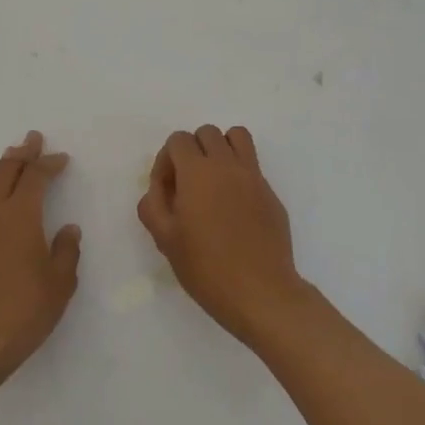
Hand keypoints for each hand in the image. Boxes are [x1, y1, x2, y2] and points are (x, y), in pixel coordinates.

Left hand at [0, 132, 81, 392]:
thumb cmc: (24, 311)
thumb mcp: (60, 283)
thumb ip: (66, 250)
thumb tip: (68, 229)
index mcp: (21, 215)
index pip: (36, 176)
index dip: (49, 163)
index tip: (61, 158)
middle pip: (5, 170)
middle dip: (22, 153)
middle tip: (33, 141)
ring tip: (7, 163)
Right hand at [137, 126, 305, 346]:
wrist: (261, 292)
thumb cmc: (206, 268)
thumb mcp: (165, 240)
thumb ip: (153, 205)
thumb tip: (158, 187)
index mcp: (197, 172)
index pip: (178, 140)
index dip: (166, 161)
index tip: (167, 191)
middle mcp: (227, 164)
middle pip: (207, 133)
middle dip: (192, 151)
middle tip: (188, 186)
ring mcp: (253, 176)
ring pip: (237, 137)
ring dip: (221, 149)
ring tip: (214, 182)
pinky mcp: (271, 193)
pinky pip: (252, 165)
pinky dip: (239, 172)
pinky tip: (235, 208)